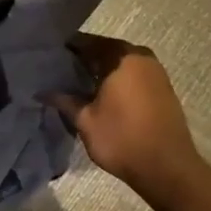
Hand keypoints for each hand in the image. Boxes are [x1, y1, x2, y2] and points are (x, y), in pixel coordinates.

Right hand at [50, 33, 202, 195]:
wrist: (167, 168)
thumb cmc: (122, 139)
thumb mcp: (85, 120)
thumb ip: (64, 100)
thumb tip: (42, 91)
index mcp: (121, 56)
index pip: (86, 42)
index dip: (66, 49)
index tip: (48, 57)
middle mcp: (140, 56)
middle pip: (105, 50)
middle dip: (83, 60)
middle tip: (59, 72)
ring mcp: (156, 72)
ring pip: (120, 63)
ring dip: (100, 71)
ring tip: (77, 85)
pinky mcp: (163, 89)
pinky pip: (132, 75)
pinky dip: (116, 80)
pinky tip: (100, 95)